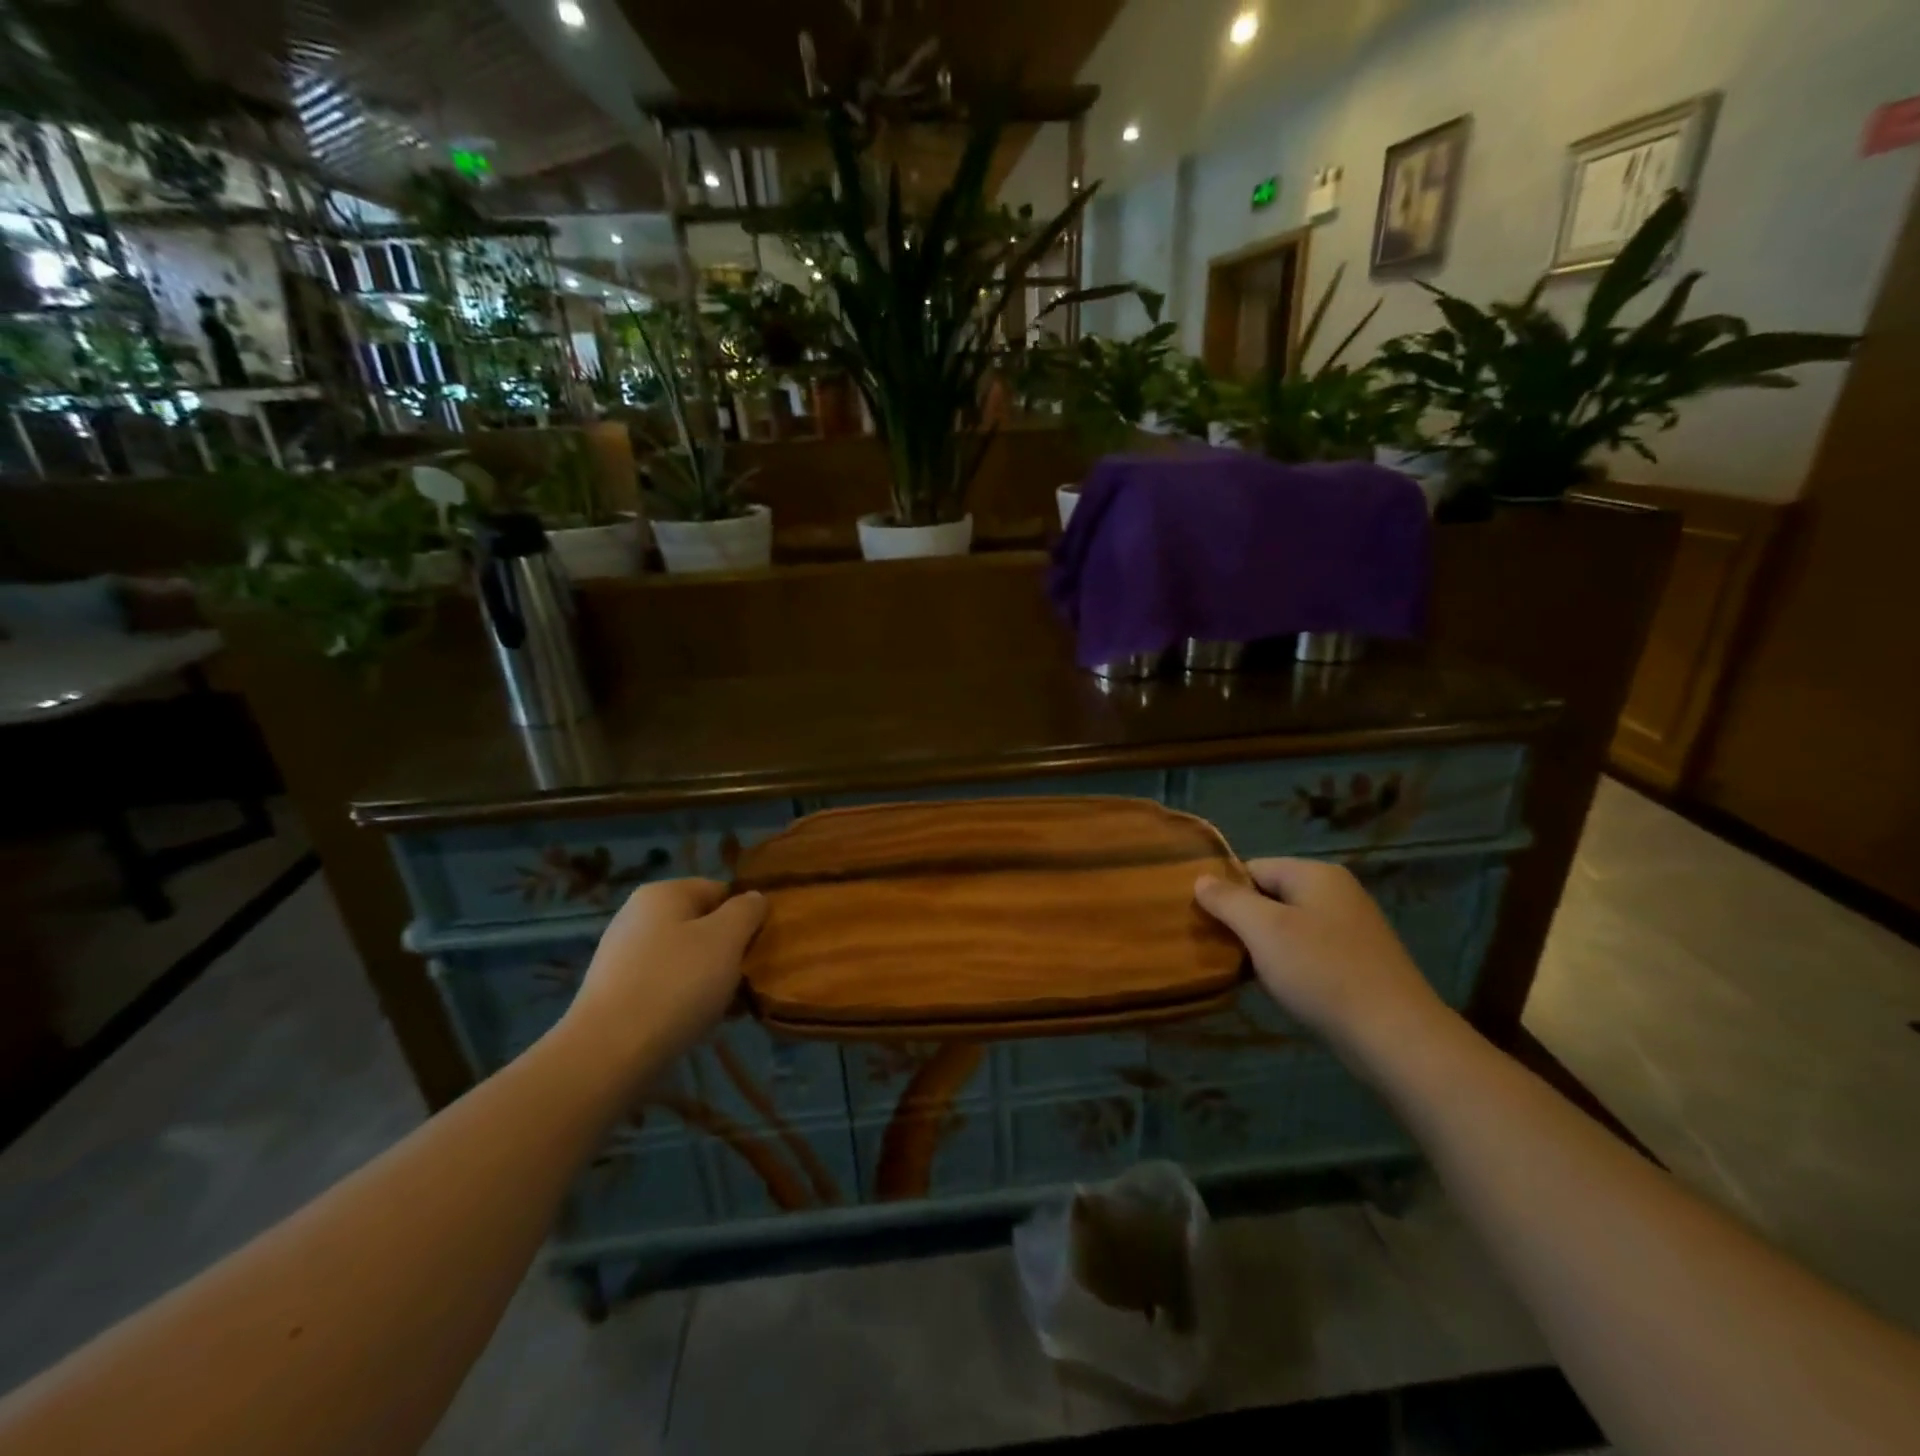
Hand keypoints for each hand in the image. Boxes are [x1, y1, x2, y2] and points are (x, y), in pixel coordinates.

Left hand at [559, 879, 766, 1081]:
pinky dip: (685, 999)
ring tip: (727, 1006)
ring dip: (710, 978)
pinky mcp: (616, 993)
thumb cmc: (676, 984)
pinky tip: (698, 1023)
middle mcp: (638, 916)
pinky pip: (665, 986)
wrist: (608, 1053)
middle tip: (746, 979)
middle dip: (728, 950)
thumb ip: (747, 911)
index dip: (744, 914)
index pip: (719, 890)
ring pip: (685, 958)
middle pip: (701, 925)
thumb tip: (753, 898)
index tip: (759, 946)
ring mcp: (623, 956)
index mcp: (663, 894)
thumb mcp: (726, 939)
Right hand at [1194, 858, 1447, 1059]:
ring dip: (1264, 946)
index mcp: (1315, 874)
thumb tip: (1200, 878)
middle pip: (1270, 896)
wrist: (1394, 1036)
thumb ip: (1228, 900)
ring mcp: (1351, 928)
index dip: (1225, 892)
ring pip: (1289, 926)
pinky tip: (1280, 987)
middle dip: (1243, 921)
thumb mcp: (1263, 930)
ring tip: (1243, 971)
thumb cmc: (1321, 972)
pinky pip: (1309, 951)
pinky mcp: (1359, 961)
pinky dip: (1289, 964)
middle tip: (1219, 949)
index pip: (1252, 868)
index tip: (1204, 922)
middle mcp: (1336, 893)